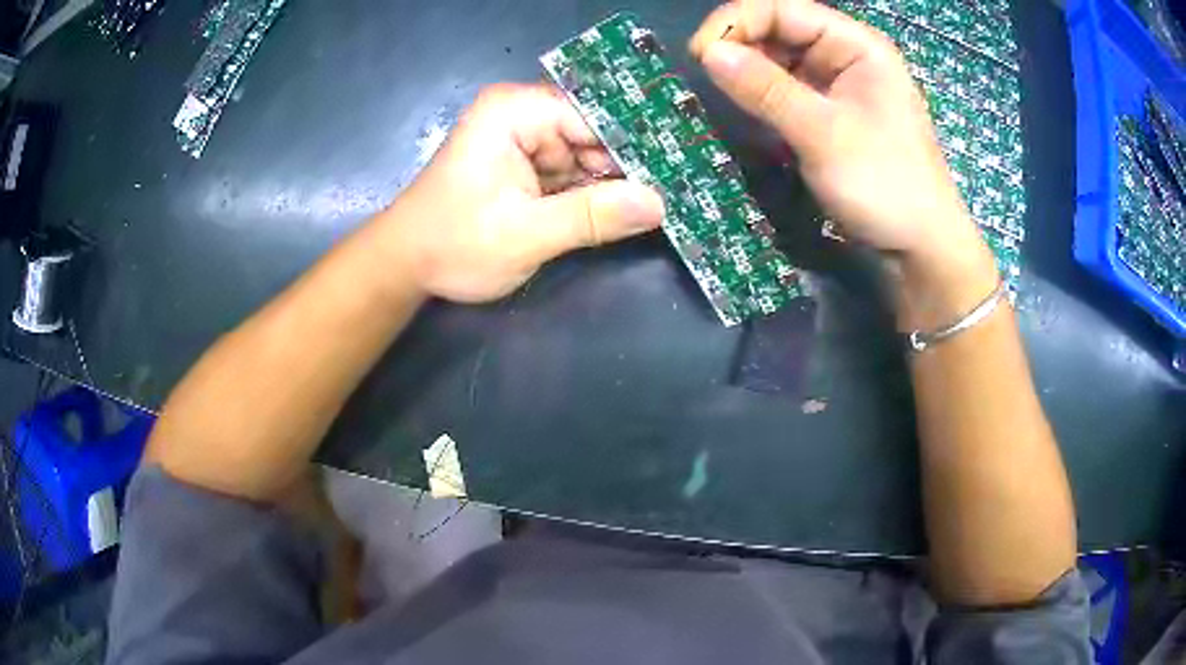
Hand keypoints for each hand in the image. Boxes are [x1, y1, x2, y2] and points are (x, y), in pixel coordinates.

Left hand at [374, 84, 663, 303]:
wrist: (406, 266)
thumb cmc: (453, 244)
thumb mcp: (525, 234)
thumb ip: (592, 216)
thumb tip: (658, 204)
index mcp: (514, 112)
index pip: (593, 116)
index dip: (637, 142)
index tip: (681, 168)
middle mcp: (521, 116)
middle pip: (593, 134)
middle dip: (630, 166)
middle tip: (681, 191)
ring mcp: (524, 142)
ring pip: (587, 157)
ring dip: (617, 183)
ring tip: (667, 202)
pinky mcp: (525, 168)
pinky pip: (572, 175)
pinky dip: (595, 195)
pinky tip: (630, 210)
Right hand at [689, 0, 987, 270]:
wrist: (921, 248)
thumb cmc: (885, 185)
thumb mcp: (823, 133)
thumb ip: (766, 89)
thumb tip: (708, 53)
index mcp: (857, 45)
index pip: (783, 9)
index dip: (736, 23)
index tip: (700, 56)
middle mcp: (847, 55)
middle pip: (780, 30)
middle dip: (741, 48)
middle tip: (707, 79)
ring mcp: (841, 85)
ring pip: (781, 61)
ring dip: (750, 74)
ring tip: (723, 96)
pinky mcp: (833, 113)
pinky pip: (789, 91)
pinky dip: (764, 97)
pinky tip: (749, 111)